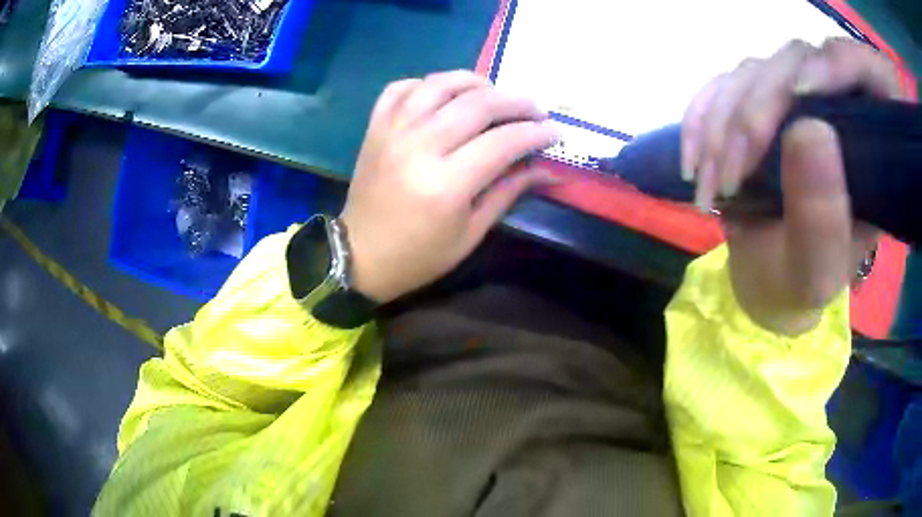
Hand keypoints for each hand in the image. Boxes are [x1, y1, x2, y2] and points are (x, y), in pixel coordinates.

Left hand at [341, 71, 559, 302]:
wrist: (358, 255)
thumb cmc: (418, 255)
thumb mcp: (470, 234)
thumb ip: (508, 192)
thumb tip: (548, 169)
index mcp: (445, 184)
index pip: (503, 142)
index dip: (535, 133)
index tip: (554, 131)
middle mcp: (419, 147)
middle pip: (477, 104)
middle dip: (515, 101)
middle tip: (535, 109)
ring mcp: (393, 132)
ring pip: (439, 84)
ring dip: (474, 82)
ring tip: (494, 93)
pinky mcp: (375, 128)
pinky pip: (401, 88)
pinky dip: (427, 84)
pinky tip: (443, 94)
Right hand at [681, 39, 909, 334]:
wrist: (767, 276)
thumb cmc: (799, 281)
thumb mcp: (816, 270)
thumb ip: (822, 216)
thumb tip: (809, 128)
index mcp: (869, 149)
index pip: (856, 71)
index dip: (830, 66)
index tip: (799, 96)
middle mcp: (834, 110)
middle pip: (795, 62)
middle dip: (756, 113)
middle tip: (731, 177)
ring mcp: (791, 98)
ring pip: (754, 71)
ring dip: (721, 126)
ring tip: (709, 187)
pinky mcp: (755, 100)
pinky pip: (722, 85)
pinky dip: (700, 118)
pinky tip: (693, 161)